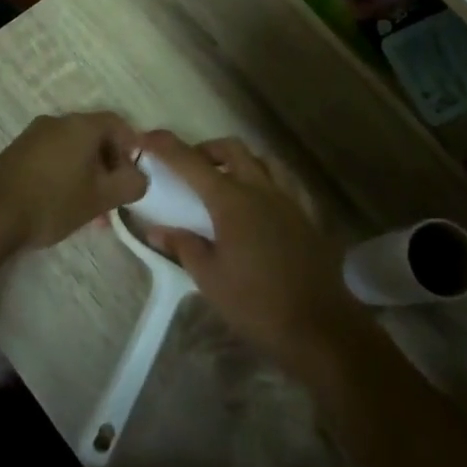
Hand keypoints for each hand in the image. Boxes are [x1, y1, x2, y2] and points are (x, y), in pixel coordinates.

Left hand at [0, 111, 145, 251]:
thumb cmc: (54, 201)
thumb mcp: (101, 197)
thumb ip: (130, 184)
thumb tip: (139, 178)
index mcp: (81, 125)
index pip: (117, 123)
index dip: (131, 148)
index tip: (133, 176)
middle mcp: (57, 122)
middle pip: (94, 136)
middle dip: (109, 166)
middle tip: (114, 196)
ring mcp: (33, 136)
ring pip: (72, 150)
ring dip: (87, 174)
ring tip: (92, 210)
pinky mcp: (16, 153)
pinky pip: (52, 157)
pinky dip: (66, 175)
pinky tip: (64, 205)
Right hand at [134, 131, 374, 375]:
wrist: (320, 328)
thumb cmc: (256, 304)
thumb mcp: (209, 278)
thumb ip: (183, 245)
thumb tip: (156, 228)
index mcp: (232, 201)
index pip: (191, 162)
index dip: (166, 147)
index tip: (146, 138)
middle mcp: (261, 189)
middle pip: (232, 149)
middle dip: (206, 149)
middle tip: (190, 167)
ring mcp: (289, 200)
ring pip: (262, 160)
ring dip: (239, 161)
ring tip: (224, 182)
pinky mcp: (307, 216)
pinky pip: (284, 183)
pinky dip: (265, 181)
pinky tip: (259, 205)